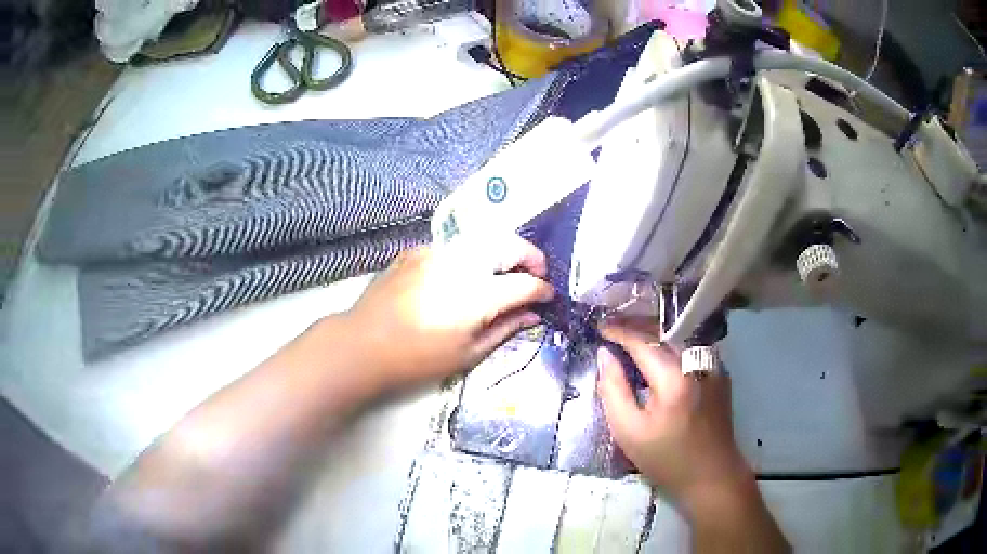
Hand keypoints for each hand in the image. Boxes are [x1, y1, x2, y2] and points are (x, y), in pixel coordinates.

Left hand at [342, 234, 554, 393]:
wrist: (363, 344)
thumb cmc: (417, 358)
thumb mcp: (467, 353)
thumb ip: (506, 328)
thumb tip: (534, 314)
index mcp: (477, 294)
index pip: (524, 283)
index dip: (542, 289)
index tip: (548, 297)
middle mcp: (462, 262)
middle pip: (509, 245)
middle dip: (530, 257)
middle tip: (536, 275)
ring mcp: (436, 251)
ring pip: (484, 237)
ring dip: (504, 250)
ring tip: (506, 271)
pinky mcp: (417, 250)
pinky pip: (456, 244)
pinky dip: (472, 253)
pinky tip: (467, 272)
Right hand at [596, 321, 752, 509]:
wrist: (712, 476)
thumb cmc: (667, 459)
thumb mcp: (629, 432)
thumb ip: (613, 390)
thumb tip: (605, 356)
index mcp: (674, 378)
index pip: (642, 342)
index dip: (619, 331)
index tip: (600, 326)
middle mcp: (698, 363)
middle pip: (663, 334)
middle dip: (636, 327)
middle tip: (613, 327)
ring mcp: (713, 367)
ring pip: (678, 340)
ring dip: (654, 336)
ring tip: (632, 337)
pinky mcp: (720, 375)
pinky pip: (691, 351)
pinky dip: (671, 348)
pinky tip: (659, 357)